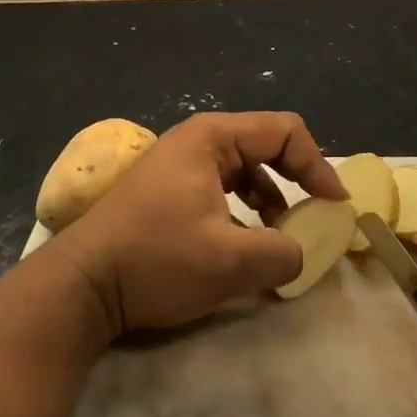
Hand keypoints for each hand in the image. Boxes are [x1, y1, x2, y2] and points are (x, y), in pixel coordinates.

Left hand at [48, 111, 345, 335]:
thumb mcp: (230, 262)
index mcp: (212, 138)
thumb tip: (302, 252)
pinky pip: (221, 189)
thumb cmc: (157, 260)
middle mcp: (196, 141)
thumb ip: (283, 253)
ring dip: (270, 200)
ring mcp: (177, 165)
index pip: (285, 131)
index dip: (317, 166)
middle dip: (295, 181)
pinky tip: (242, 245)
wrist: (83, 285)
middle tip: (313, 218)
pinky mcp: (166, 191)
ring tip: (278, 237)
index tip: (334, 206)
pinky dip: (243, 211)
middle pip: (265, 146)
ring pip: (243, 170)